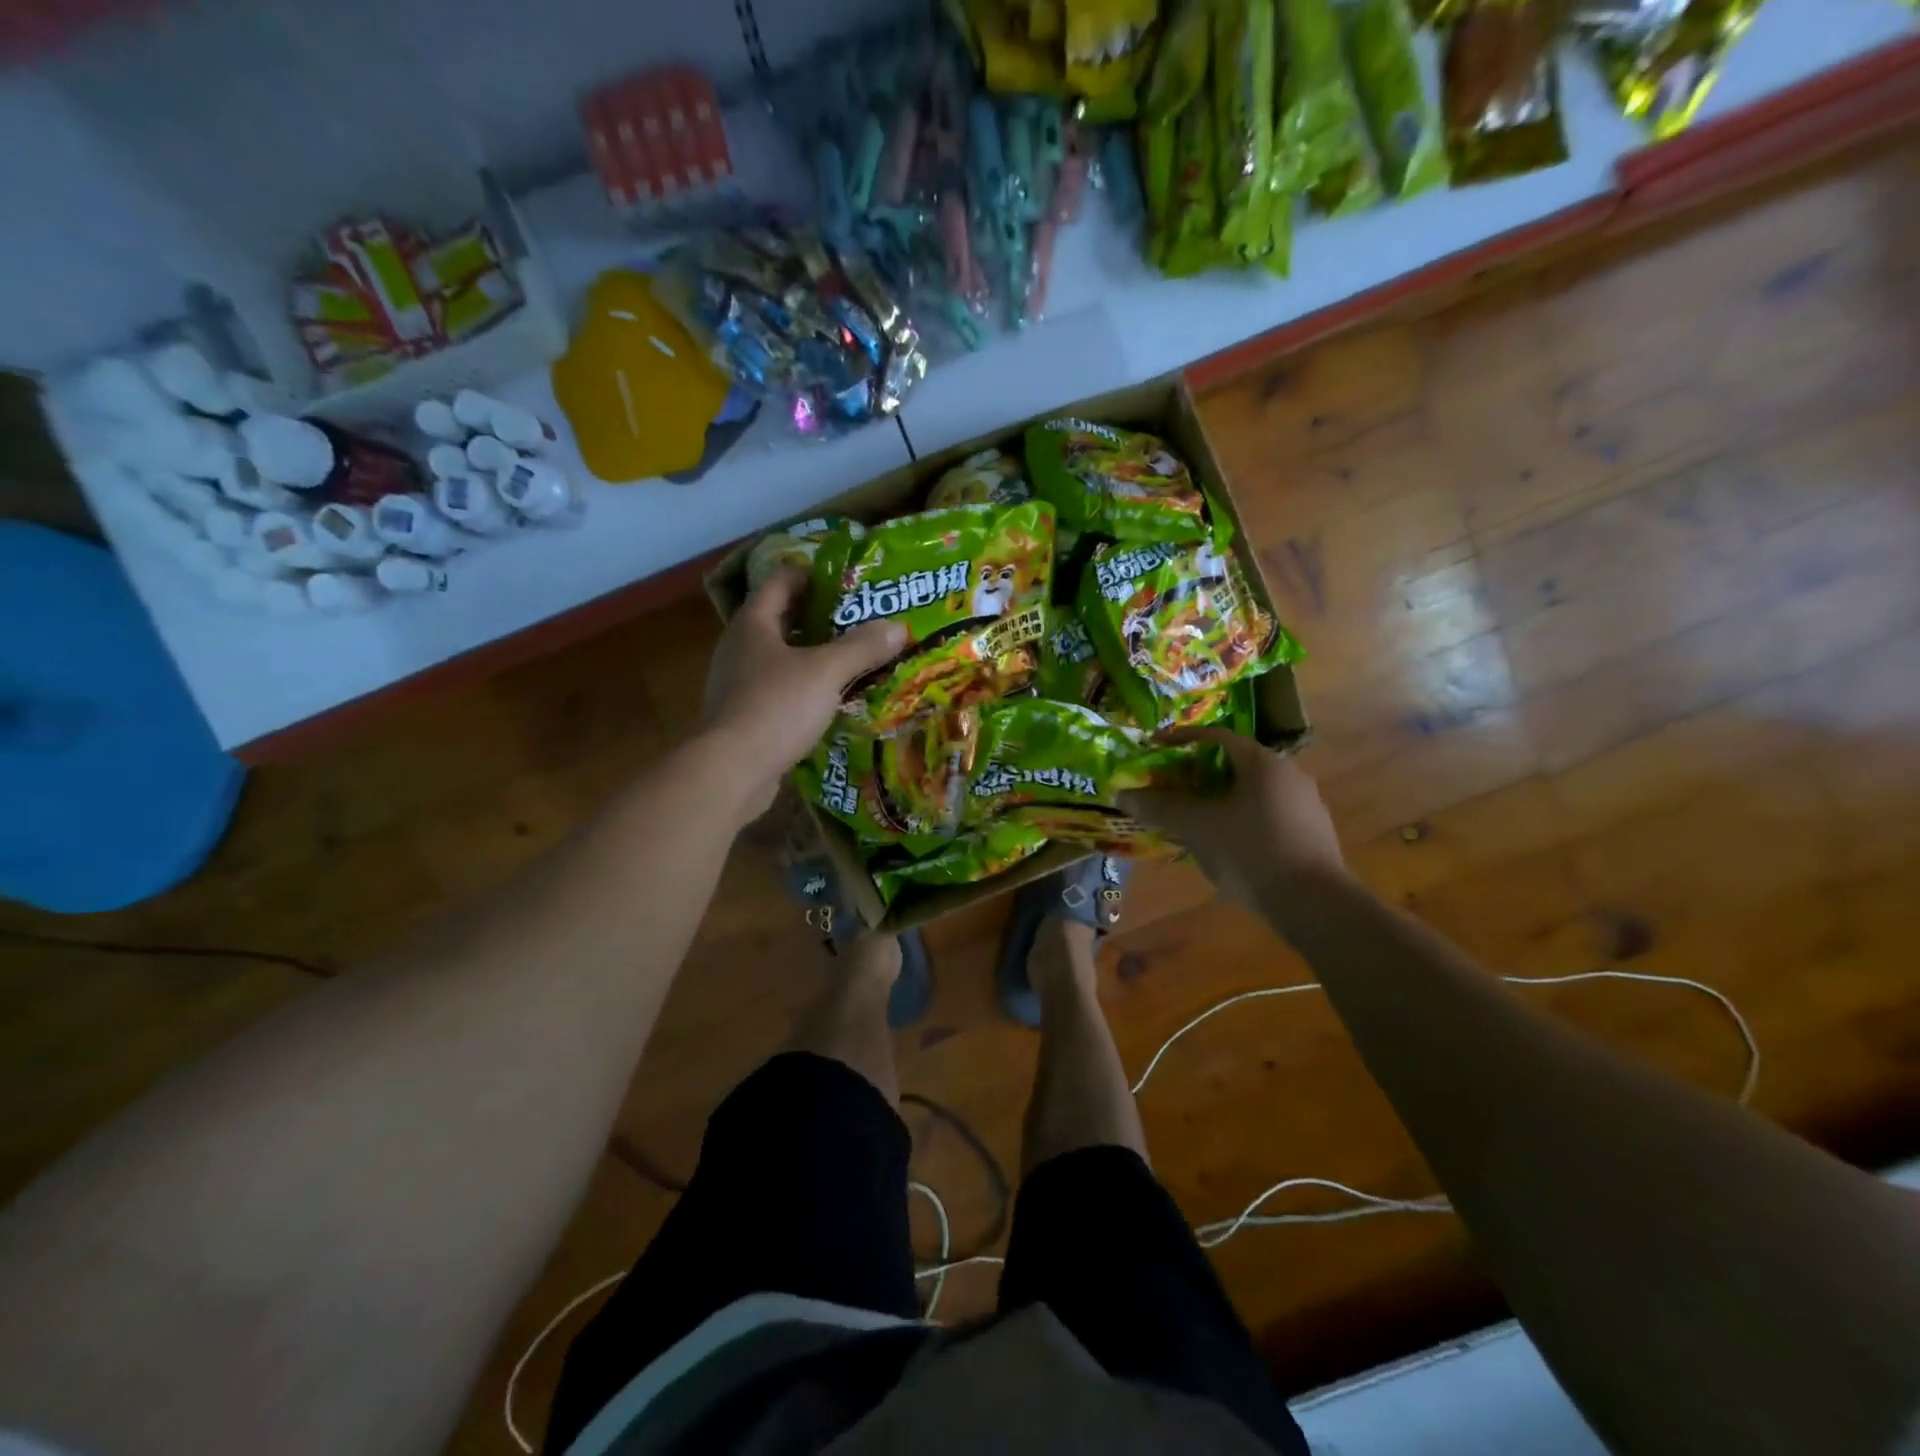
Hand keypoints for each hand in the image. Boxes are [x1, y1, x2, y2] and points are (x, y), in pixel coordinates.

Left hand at [700, 564, 905, 812]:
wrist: (731, 771)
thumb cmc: (775, 707)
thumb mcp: (826, 672)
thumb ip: (862, 647)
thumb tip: (898, 627)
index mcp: (753, 623)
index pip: (781, 580)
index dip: (813, 573)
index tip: (849, 578)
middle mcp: (741, 647)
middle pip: (782, 618)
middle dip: (821, 616)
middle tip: (862, 617)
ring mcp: (739, 683)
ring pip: (782, 657)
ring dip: (814, 654)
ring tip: (854, 656)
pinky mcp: (746, 715)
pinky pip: (781, 690)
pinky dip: (806, 687)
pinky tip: (833, 697)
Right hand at [1121, 727, 1346, 906]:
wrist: (1315, 905)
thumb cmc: (1251, 852)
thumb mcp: (1197, 828)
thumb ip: (1160, 807)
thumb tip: (1122, 794)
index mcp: (1263, 763)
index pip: (1216, 737)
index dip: (1181, 739)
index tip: (1154, 746)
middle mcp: (1288, 775)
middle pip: (1233, 763)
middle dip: (1196, 772)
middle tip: (1168, 785)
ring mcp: (1304, 805)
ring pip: (1249, 791)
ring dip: (1217, 797)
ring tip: (1190, 816)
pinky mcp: (1310, 834)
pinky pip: (1264, 813)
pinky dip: (1237, 818)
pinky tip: (1222, 842)